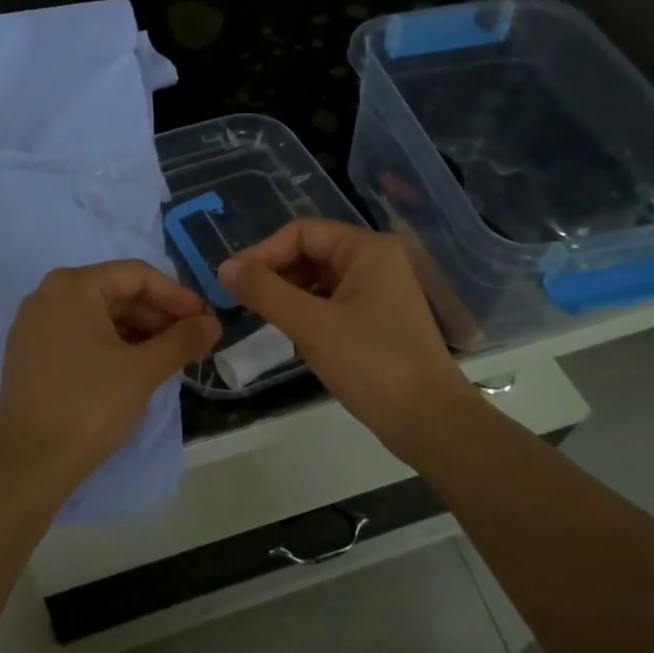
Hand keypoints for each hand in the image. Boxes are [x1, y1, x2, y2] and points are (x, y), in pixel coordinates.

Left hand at [0, 261, 219, 489]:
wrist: (30, 462)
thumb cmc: (90, 405)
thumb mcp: (144, 370)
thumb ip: (182, 340)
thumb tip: (213, 323)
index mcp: (73, 286)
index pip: (137, 275)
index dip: (178, 297)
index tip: (207, 321)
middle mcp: (48, 295)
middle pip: (118, 293)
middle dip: (160, 317)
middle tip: (195, 343)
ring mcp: (35, 326)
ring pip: (100, 317)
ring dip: (140, 333)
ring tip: (172, 359)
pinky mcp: (32, 354)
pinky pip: (82, 336)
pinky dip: (114, 346)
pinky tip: (138, 369)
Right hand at [219, 220, 477, 462]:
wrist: (428, 420)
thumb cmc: (371, 364)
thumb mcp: (311, 325)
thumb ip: (265, 292)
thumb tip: (225, 268)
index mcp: (367, 249)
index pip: (301, 232)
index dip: (263, 252)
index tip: (231, 282)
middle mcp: (375, 262)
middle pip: (310, 253)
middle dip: (274, 274)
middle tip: (242, 304)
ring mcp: (378, 292)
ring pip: (317, 281)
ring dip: (287, 296)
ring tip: (262, 320)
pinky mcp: (375, 321)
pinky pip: (330, 304)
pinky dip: (305, 314)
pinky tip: (289, 336)